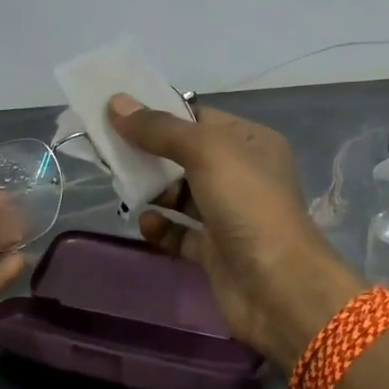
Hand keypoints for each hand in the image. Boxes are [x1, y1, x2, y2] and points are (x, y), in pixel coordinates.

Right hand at [109, 95, 364, 368]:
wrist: (278, 286)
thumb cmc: (247, 204)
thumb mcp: (206, 151)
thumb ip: (160, 128)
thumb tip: (116, 103)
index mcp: (251, 142)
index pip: (200, 118)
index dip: (162, 113)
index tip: (119, 112)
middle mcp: (242, 175)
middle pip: (186, 156)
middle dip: (150, 154)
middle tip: (111, 152)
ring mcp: (229, 215)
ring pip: (181, 195)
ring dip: (152, 191)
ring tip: (125, 189)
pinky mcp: (215, 252)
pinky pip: (180, 233)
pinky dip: (161, 228)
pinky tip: (146, 224)